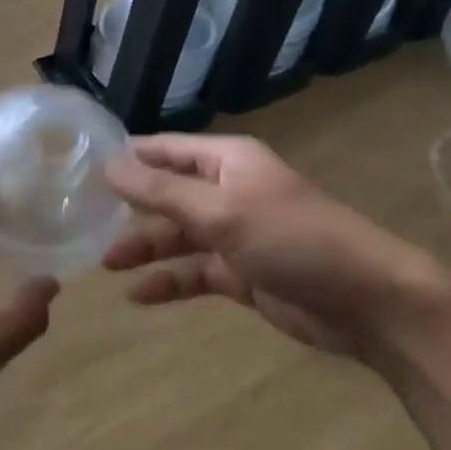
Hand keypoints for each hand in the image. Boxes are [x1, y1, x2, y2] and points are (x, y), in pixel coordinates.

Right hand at [102, 134, 447, 361]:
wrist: (366, 301)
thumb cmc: (292, 238)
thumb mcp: (221, 211)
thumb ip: (162, 191)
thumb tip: (109, 165)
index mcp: (228, 161)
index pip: (168, 148)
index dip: (129, 156)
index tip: (84, 166)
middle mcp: (229, 191)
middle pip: (169, 193)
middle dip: (131, 206)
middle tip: (84, 220)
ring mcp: (236, 234)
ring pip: (179, 236)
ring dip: (146, 247)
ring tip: (105, 263)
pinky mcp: (243, 274)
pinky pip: (196, 272)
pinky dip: (170, 282)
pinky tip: (139, 296)